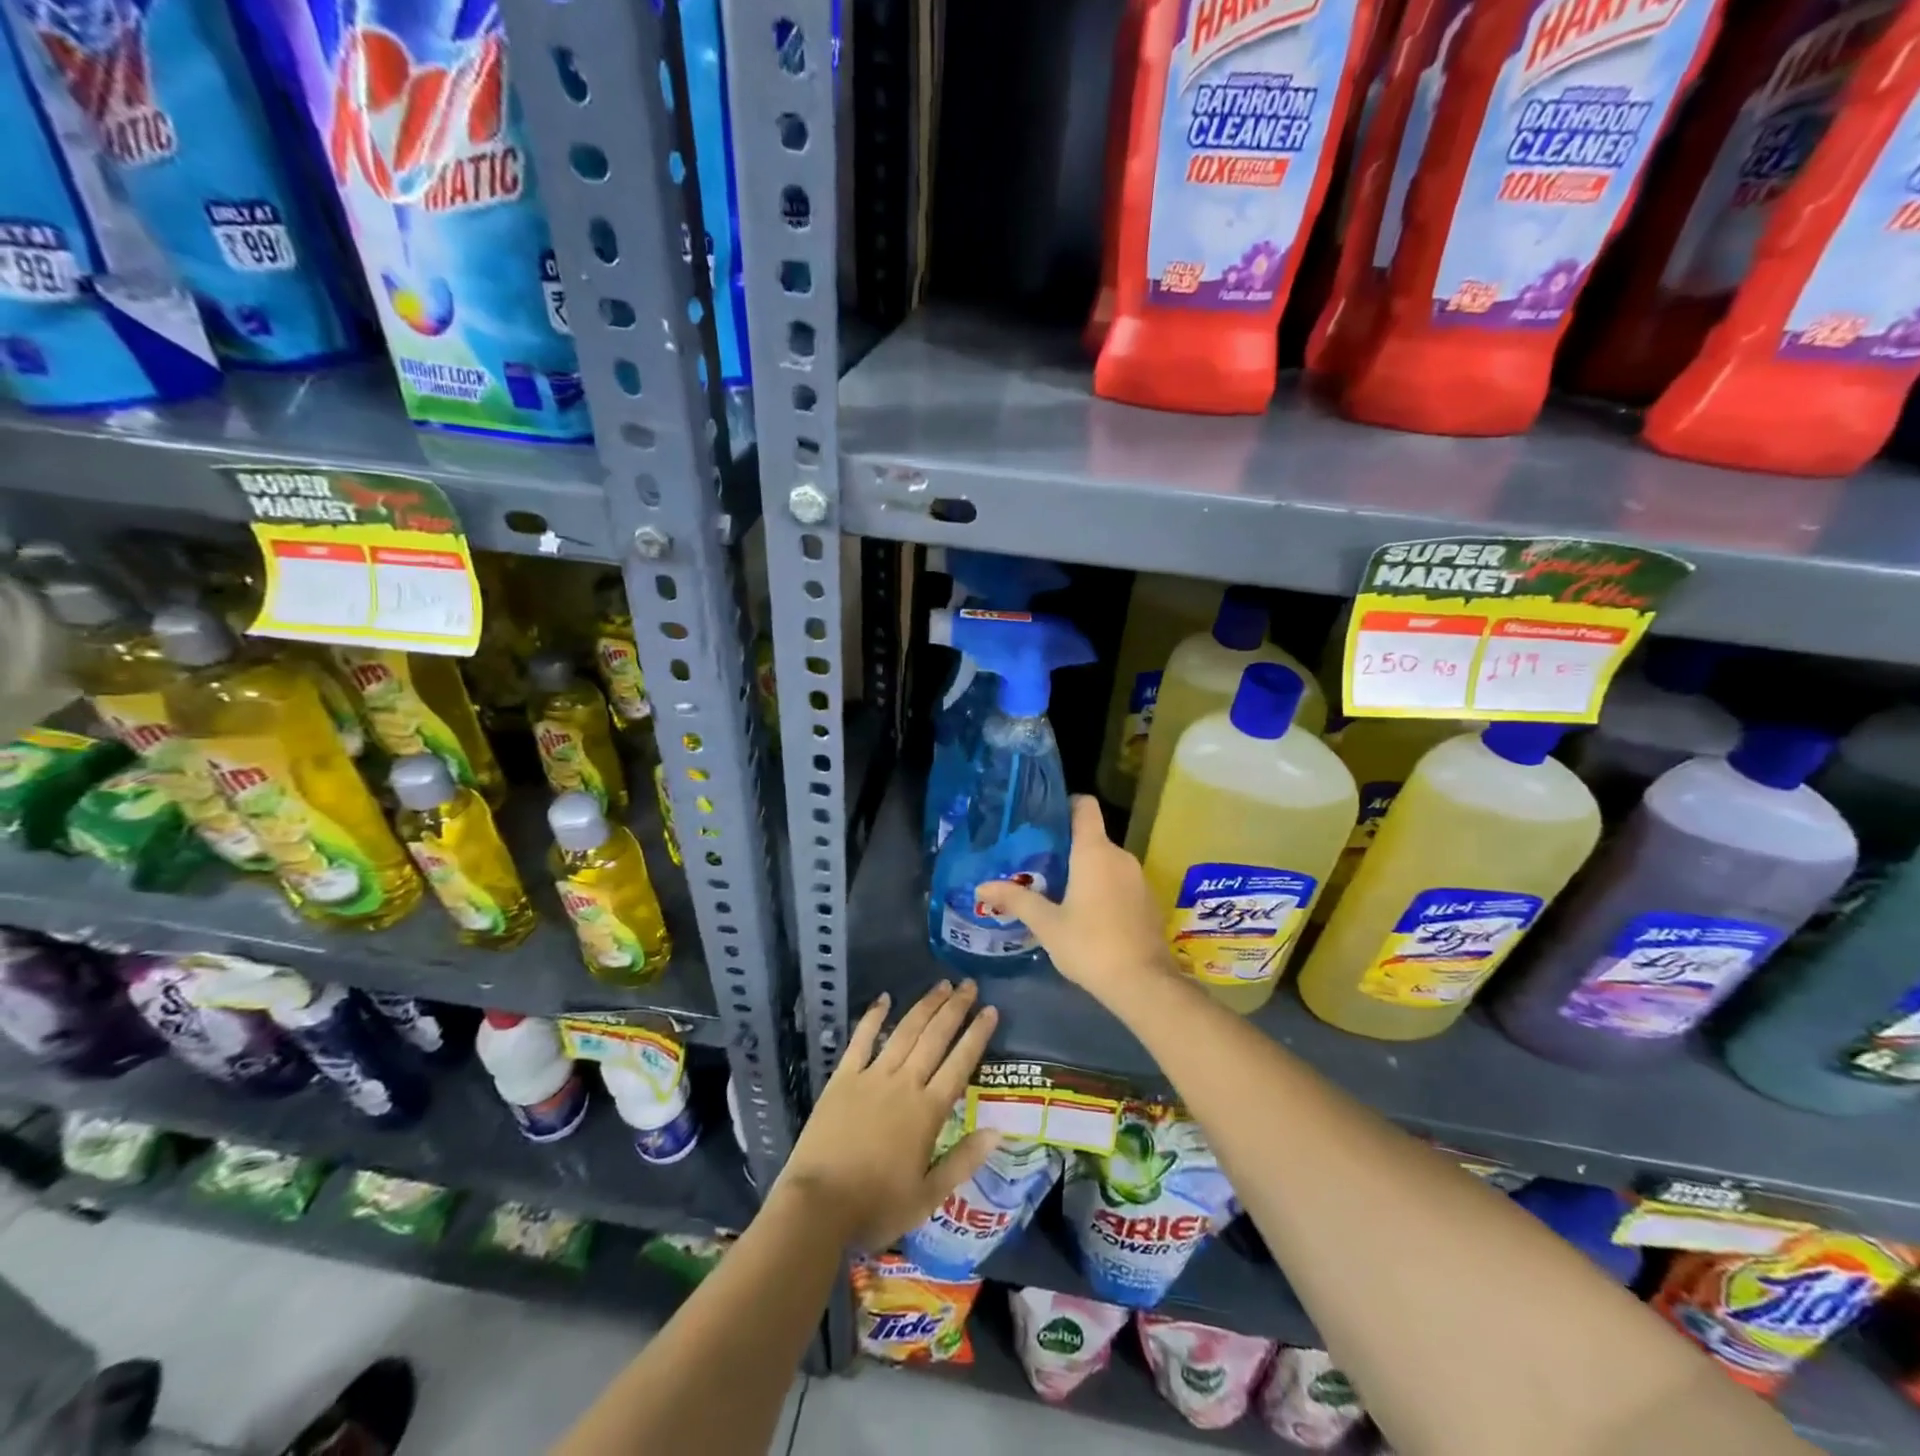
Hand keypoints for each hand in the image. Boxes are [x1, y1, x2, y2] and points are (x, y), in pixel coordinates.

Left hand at [774, 980, 999, 1250]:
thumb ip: (963, 1160)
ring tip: (941, 985)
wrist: (818, 1206)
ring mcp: (872, 1077)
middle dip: (955, 1009)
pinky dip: (874, 1017)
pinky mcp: (843, 1078)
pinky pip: (861, 1040)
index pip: (959, 1064)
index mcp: (927, 1111)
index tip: (990, 1010)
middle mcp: (904, 1084)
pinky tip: (884, 999)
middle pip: (934, 1038)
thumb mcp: (928, 1196)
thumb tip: (997, 1131)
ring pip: (904, 1032)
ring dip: (925, 1006)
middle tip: (969, 985)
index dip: (976, 1035)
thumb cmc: (876, 1206)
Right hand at [977, 795, 1176, 1002]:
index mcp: (1095, 852)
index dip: (1065, 804)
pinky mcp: (1148, 900)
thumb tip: (981, 887)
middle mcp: (1120, 856)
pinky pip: (1119, 881)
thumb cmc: (1090, 945)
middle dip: (1065, 847)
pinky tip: (1086, 913)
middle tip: (1036, 864)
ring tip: (1056, 890)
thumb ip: (1015, 900)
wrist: (1144, 984)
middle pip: (1091, 837)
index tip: (1043, 819)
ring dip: (1084, 870)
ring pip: (1105, 861)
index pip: (1085, 806)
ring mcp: (1138, 878)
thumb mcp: (1047, 924)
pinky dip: (1102, 887)